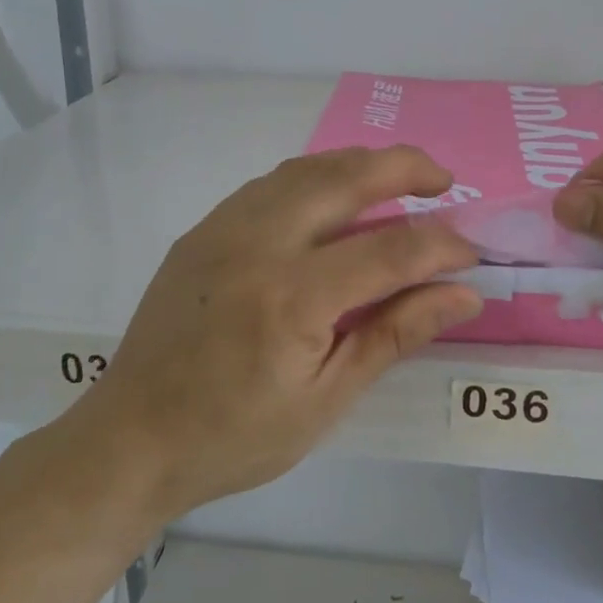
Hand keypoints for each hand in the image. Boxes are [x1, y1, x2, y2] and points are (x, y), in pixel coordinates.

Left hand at [72, 147, 482, 518]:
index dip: (441, 245)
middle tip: (443, 180)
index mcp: (293, 297)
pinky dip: (314, 177)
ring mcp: (223, 228)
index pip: (390, 249)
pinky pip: (270, 184)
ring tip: (395, 178)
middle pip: (346, 179)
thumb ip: (394, 334)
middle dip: (404, 167)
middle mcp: (258, 244)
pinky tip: (331, 197)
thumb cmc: (235, 437)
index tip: (471, 257)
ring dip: (358, 164)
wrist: (132, 438)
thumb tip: (462, 294)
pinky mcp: (202, 230)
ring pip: (305, 169)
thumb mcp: (325, 400)